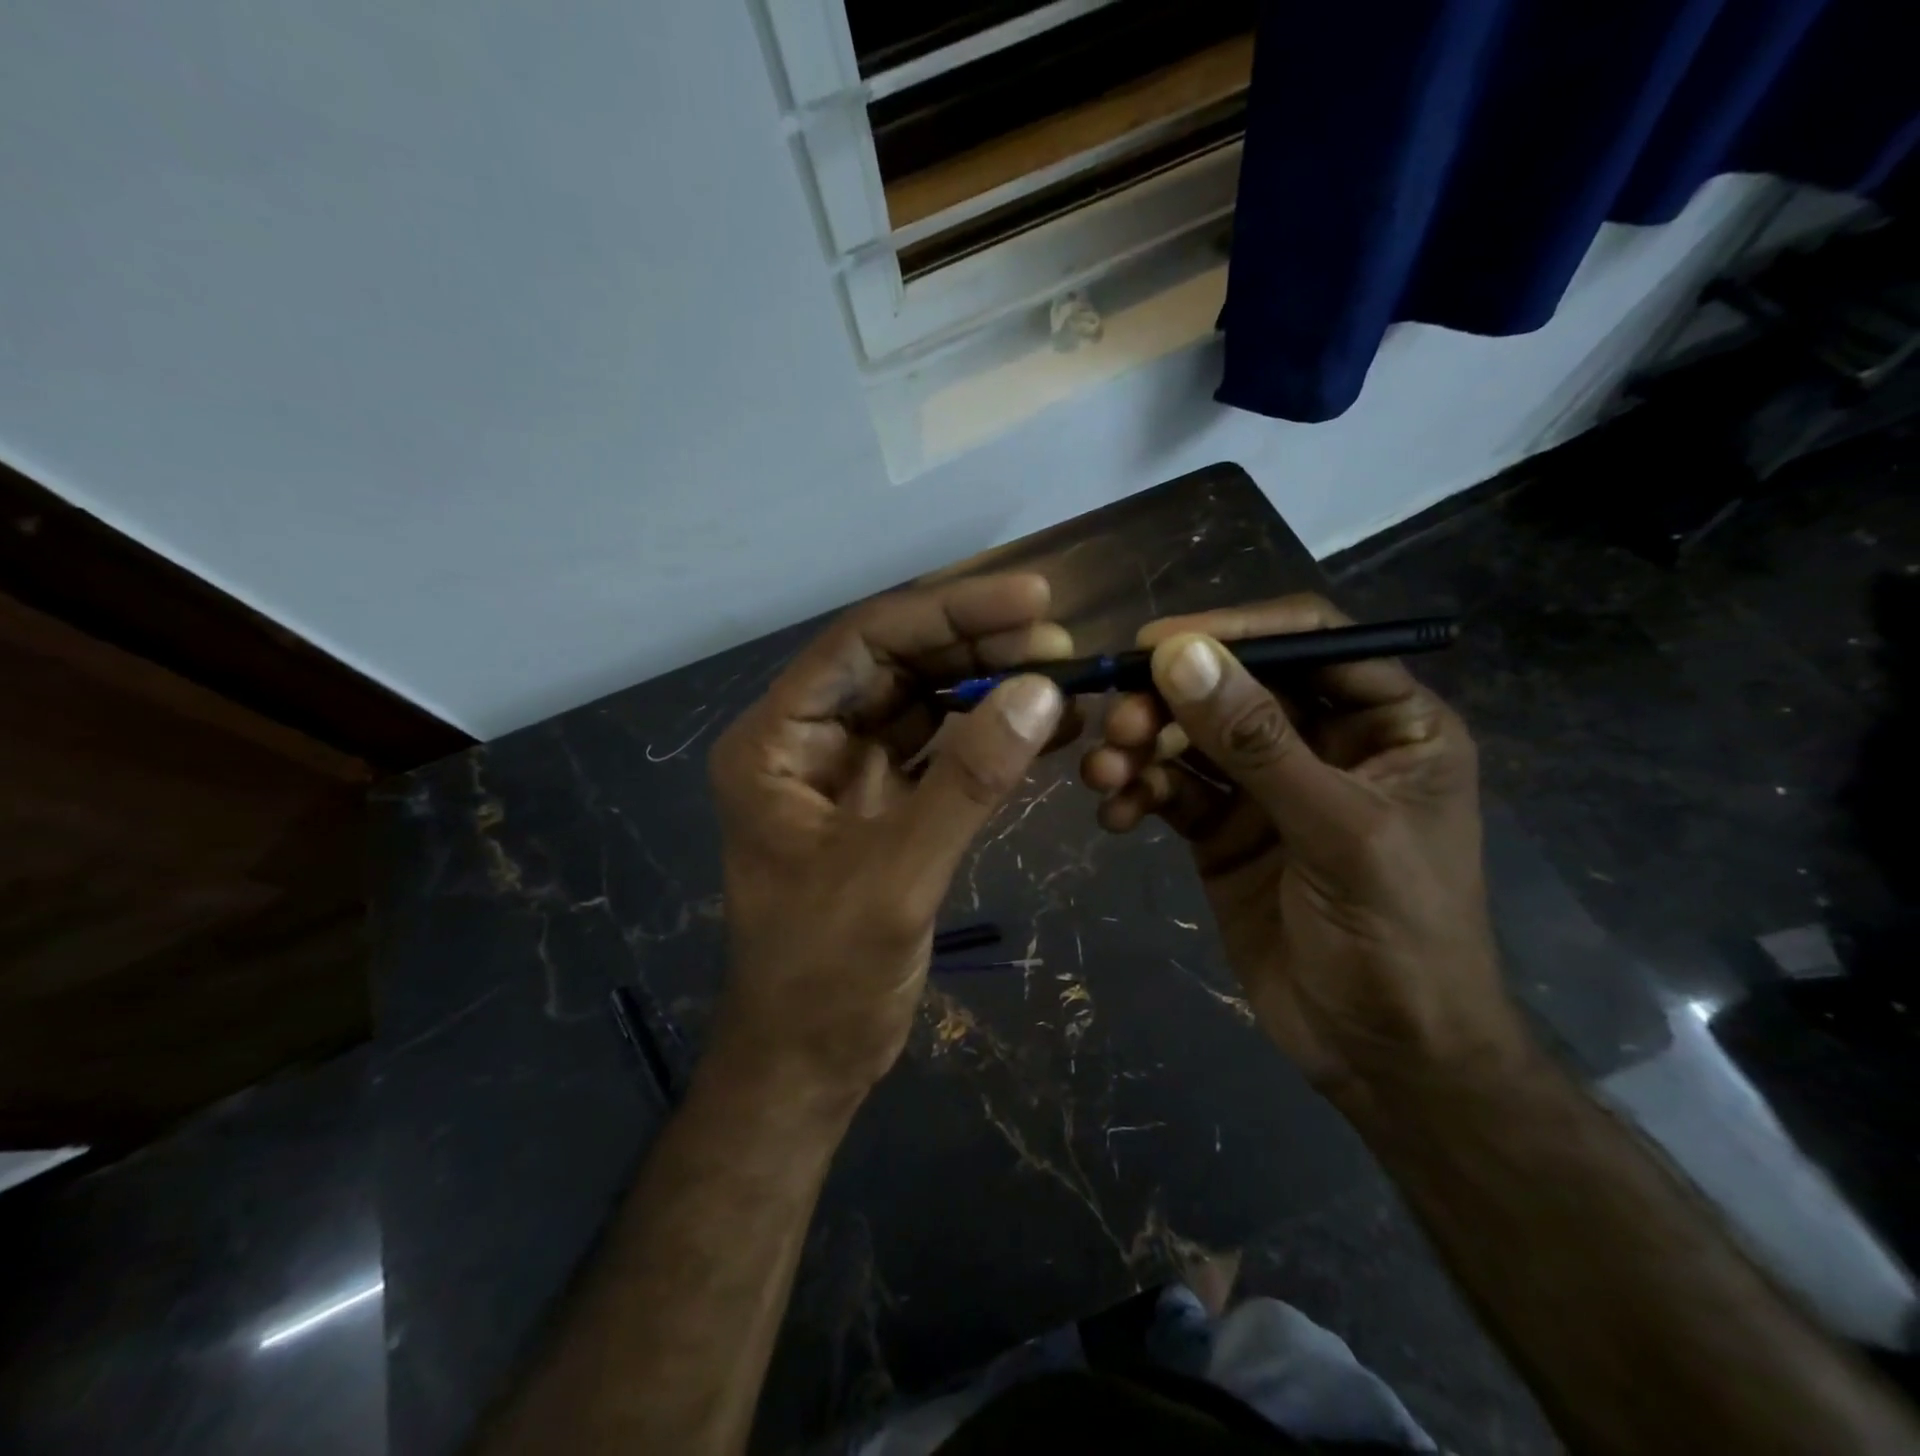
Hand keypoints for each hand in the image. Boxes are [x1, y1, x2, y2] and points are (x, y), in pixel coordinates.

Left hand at [708, 574, 1071, 1103]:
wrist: (809, 1061)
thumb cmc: (826, 976)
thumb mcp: (896, 875)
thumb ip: (968, 781)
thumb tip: (1043, 692)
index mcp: (777, 741)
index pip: (865, 644)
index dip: (950, 614)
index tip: (1032, 599)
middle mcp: (809, 741)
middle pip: (898, 665)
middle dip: (978, 646)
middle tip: (1060, 638)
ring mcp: (849, 771)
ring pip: (924, 702)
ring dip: (990, 685)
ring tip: (1064, 672)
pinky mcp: (886, 804)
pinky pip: (943, 751)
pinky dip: (992, 736)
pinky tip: (1048, 726)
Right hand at [1080, 595, 1521, 1102]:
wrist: (1383, 1058)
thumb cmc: (1399, 938)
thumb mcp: (1337, 831)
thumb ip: (1257, 742)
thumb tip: (1179, 654)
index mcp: (1388, 723)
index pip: (1309, 642)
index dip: (1234, 632)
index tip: (1155, 642)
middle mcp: (1324, 742)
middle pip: (1235, 687)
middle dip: (1171, 700)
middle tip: (1118, 723)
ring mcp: (1267, 787)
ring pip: (1192, 738)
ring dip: (1141, 747)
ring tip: (1103, 774)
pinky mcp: (1223, 830)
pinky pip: (1172, 791)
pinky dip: (1138, 794)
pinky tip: (1115, 817)